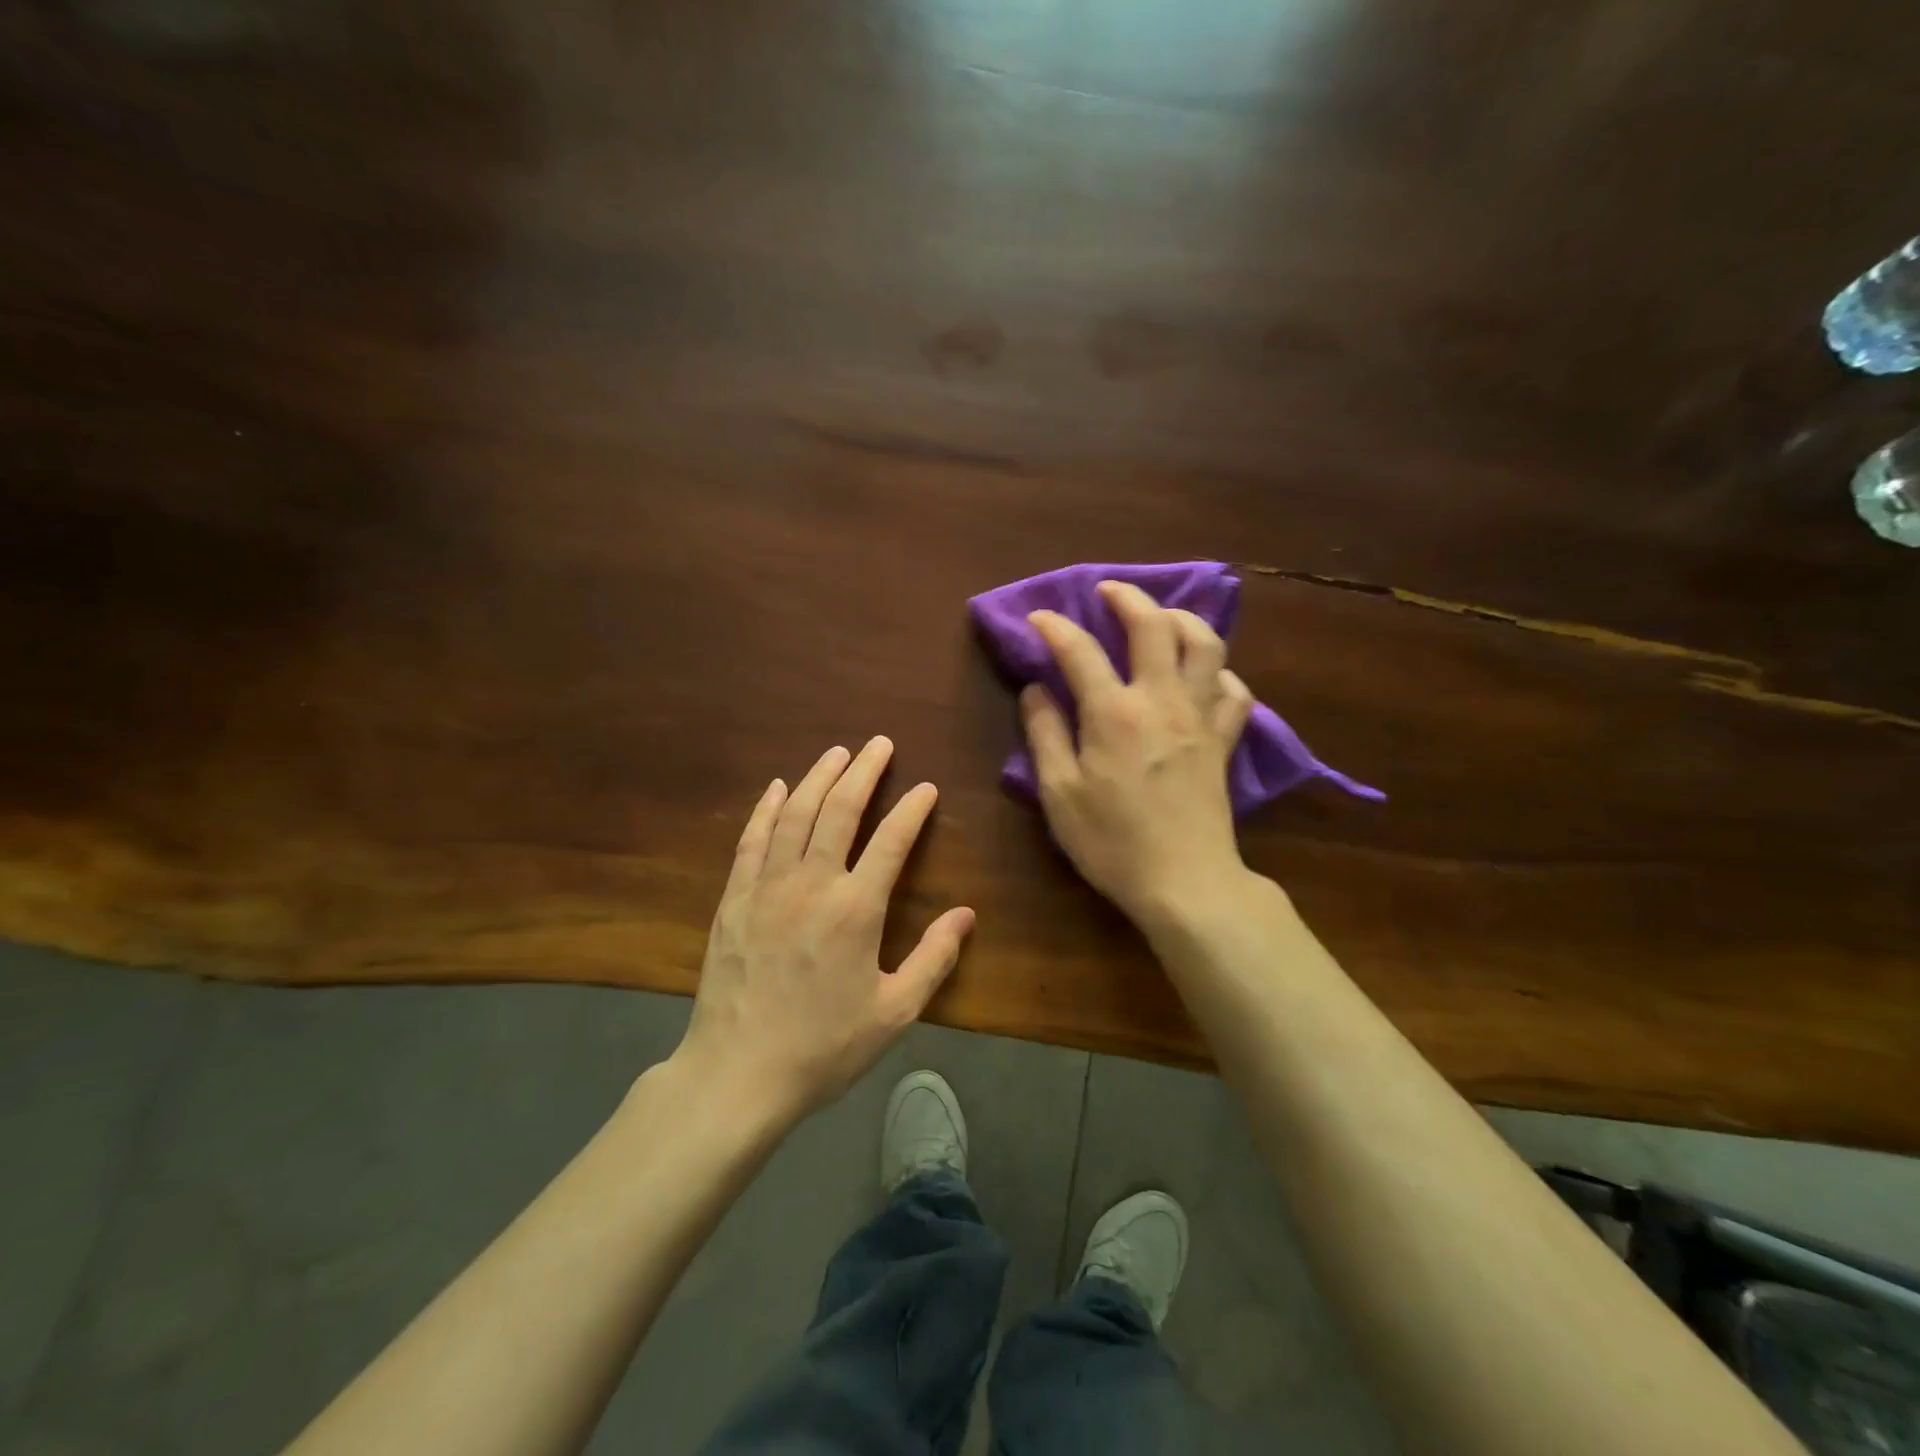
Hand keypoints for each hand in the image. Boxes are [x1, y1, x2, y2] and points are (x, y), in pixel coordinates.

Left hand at [675, 737, 974, 1121]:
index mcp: (856, 909)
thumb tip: (966, 914)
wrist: (737, 1074)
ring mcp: (767, 887)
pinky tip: (777, 789)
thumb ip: (934, 959)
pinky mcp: (734, 899)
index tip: (927, 788)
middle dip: (864, 771)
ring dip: (818, 777)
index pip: (892, 841)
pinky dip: (766, 809)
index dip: (913, 810)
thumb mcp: (894, 1012)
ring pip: (795, 814)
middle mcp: (812, 884)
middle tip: (880, 744)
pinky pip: (752, 840)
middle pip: (840, 810)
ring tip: (837, 752)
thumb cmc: (823, 1047)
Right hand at [1021, 580, 1254, 924]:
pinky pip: (1235, 691)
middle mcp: (1162, 700)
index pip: (1080, 651)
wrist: (1185, 882)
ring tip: (1161, 617)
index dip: (1055, 628)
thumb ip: (1045, 734)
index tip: (1039, 618)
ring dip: (1182, 619)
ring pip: (1206, 644)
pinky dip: (1220, 673)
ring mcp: (1201, 717)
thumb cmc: (1112, 842)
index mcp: (1114, 713)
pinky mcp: (1224, 740)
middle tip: (1108, 592)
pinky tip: (1204, 677)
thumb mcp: (1059, 793)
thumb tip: (1036, 689)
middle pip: (1154, 626)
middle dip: (1128, 598)